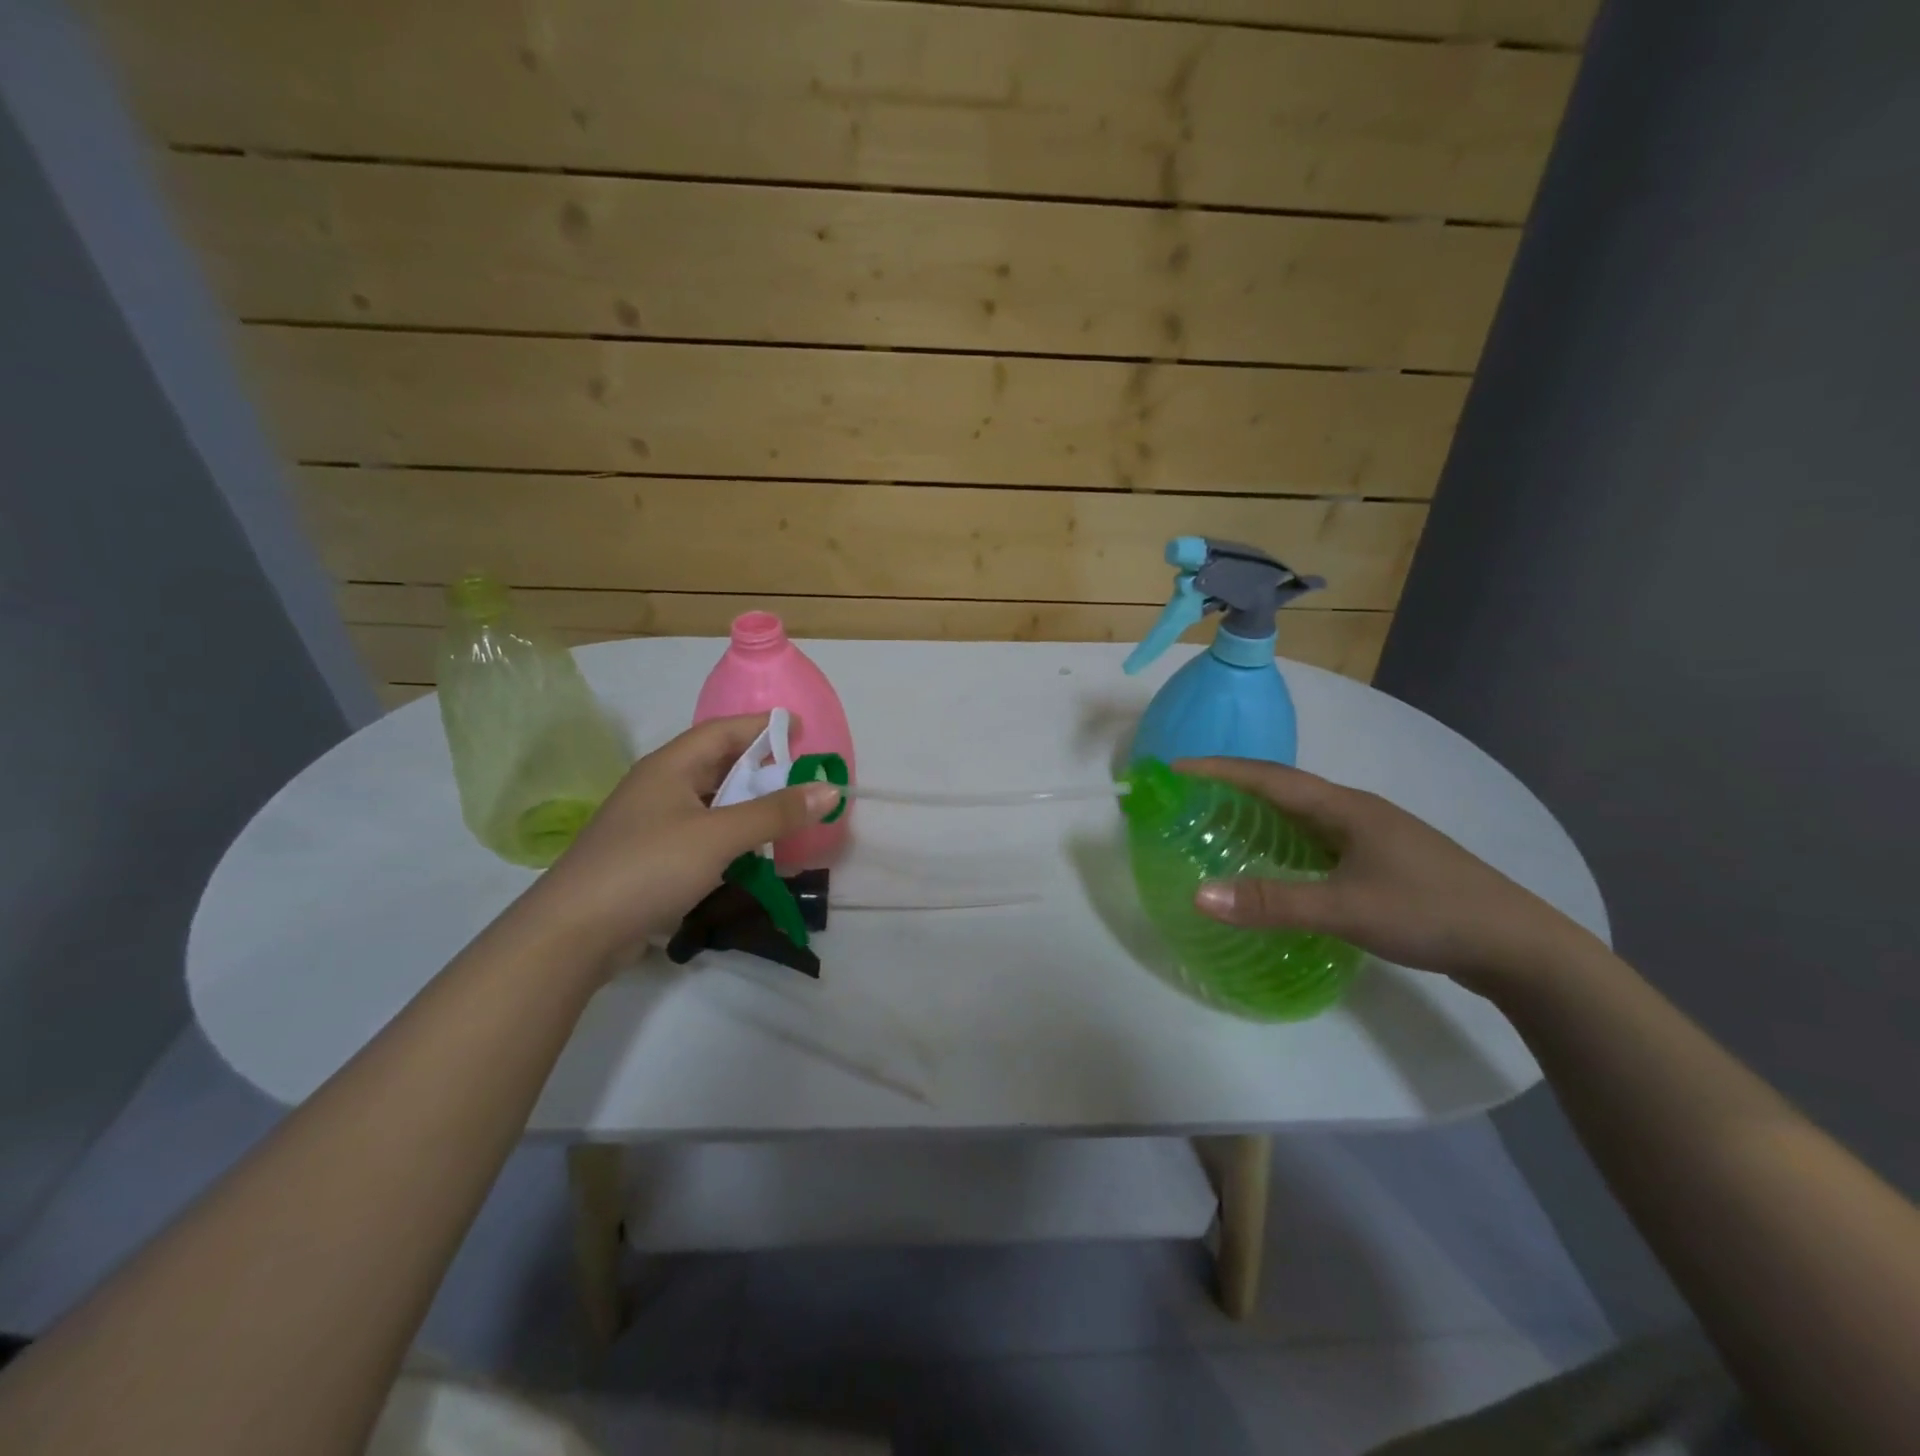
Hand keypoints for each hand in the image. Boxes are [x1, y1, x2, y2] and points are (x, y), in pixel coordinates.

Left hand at [516, 714, 839, 965]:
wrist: (573, 933)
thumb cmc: (648, 867)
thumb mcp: (719, 836)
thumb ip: (775, 813)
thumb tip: (830, 790)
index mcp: (670, 766)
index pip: (723, 731)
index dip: (763, 727)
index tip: (802, 732)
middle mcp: (660, 787)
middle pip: (719, 765)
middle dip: (762, 770)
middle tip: (803, 781)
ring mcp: (653, 824)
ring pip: (712, 803)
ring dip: (749, 808)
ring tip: (787, 819)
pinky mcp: (652, 858)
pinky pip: (703, 835)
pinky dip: (732, 838)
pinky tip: (753, 856)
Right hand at [1179, 757, 1596, 989]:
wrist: (1519, 946)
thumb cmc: (1429, 913)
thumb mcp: (1344, 909)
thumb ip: (1271, 902)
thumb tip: (1198, 895)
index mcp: (1344, 808)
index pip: (1268, 778)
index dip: (1220, 770)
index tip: (1176, 769)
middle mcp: (1357, 812)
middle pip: (1284, 788)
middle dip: (1234, 786)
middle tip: (1190, 797)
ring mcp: (1375, 836)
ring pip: (1304, 815)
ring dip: (1261, 813)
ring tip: (1222, 824)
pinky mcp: (1385, 862)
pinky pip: (1320, 841)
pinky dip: (1286, 842)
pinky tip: (1279, 864)